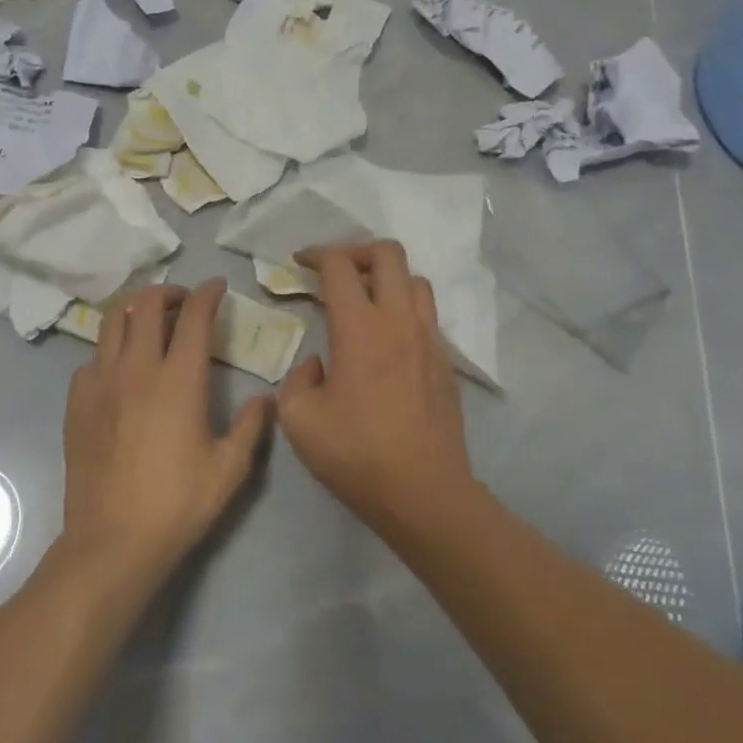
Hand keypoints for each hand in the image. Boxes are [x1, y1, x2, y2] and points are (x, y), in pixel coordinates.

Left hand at [61, 279, 273, 584]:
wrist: (113, 540)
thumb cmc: (178, 504)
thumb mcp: (230, 468)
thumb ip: (252, 426)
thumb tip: (267, 398)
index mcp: (179, 380)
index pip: (194, 316)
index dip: (207, 293)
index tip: (217, 287)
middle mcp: (136, 369)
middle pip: (146, 305)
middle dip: (168, 292)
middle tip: (184, 302)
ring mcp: (100, 383)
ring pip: (111, 322)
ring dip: (134, 311)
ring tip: (150, 322)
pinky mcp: (76, 402)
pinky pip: (92, 358)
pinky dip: (110, 350)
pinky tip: (121, 370)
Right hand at [277, 242, 479, 532]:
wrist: (423, 492)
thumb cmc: (356, 455)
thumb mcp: (299, 420)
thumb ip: (298, 379)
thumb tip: (318, 364)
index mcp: (360, 329)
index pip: (340, 266)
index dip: (316, 255)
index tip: (299, 263)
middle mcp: (400, 321)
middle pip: (388, 253)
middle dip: (356, 251)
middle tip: (334, 272)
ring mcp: (429, 339)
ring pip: (415, 280)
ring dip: (386, 277)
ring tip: (363, 300)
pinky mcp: (445, 360)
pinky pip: (427, 313)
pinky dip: (403, 307)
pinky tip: (385, 338)